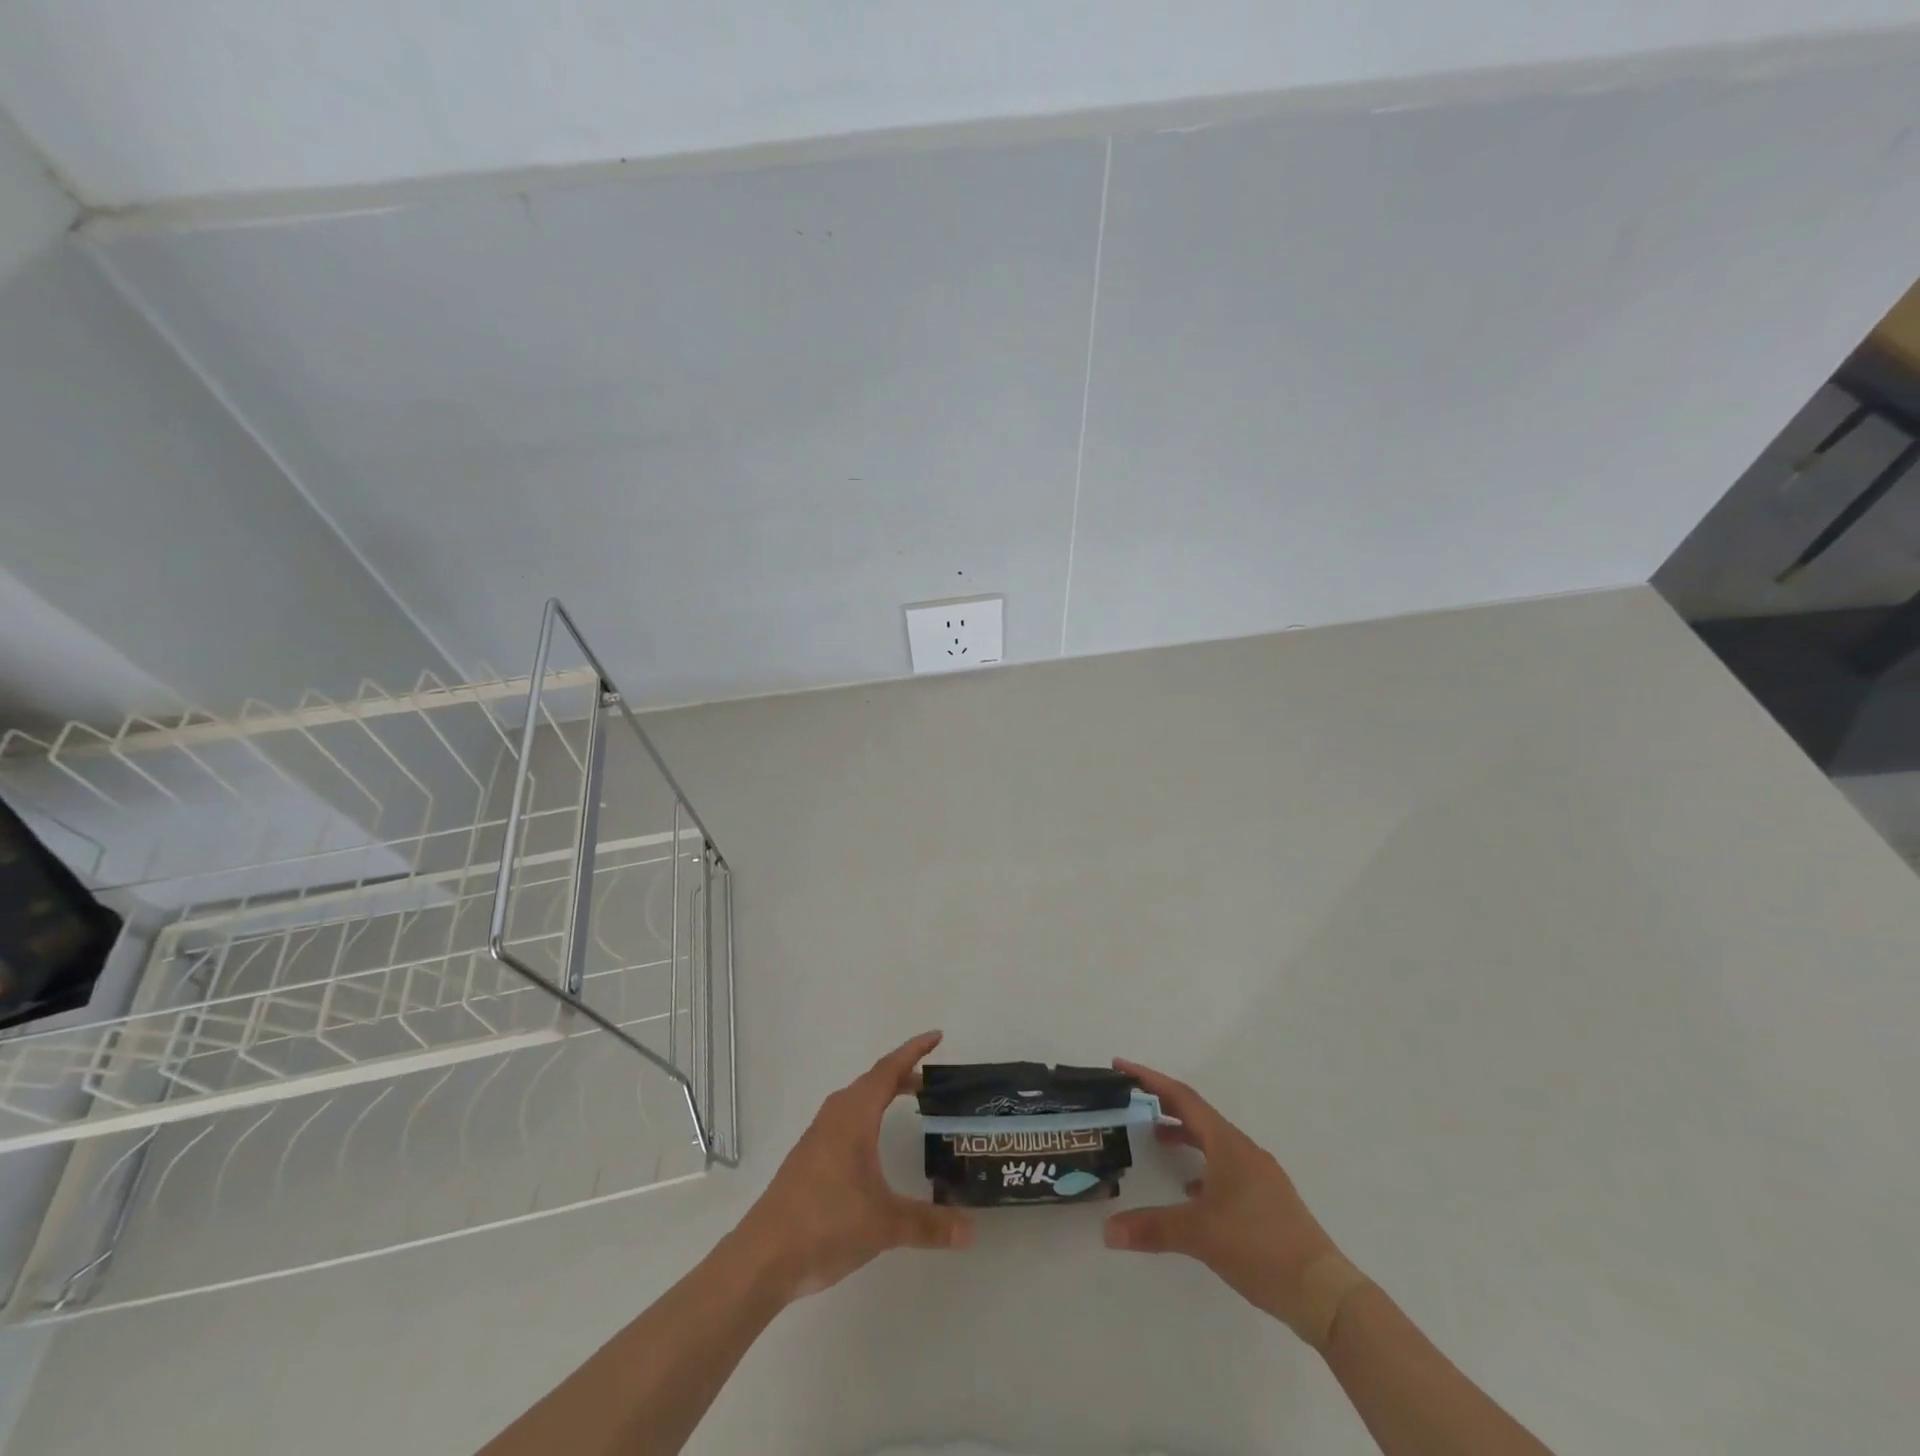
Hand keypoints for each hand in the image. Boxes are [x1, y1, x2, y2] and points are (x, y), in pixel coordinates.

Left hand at [732, 1031, 972, 1302]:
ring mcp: (818, 1137)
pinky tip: (873, 1144)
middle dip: (902, 1075)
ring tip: (909, 1104)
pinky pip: (845, 1120)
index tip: (937, 1036)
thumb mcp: (884, 1224)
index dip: (913, 1051)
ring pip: (856, 1101)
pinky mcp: (809, 1158)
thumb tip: (971, 1230)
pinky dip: (867, 1116)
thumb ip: (929, 1224)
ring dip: (882, 1095)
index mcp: (854, 1116)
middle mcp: (835, 1117)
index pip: (888, 1070)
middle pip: (872, 1082)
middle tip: (932, 1082)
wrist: (764, 1257)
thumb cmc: (826, 1224)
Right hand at [1104, 1059, 1353, 1344]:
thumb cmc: (1259, 1246)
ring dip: (1184, 1134)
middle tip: (1132, 1099)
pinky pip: (1226, 1165)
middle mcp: (1243, 1150)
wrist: (1323, 1290)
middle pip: (1197, 1114)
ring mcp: (1259, 1174)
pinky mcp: (1267, 1198)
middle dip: (1163, 1103)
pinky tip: (1190, 1190)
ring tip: (1156, 1141)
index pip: (1182, 1098)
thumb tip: (1107, 1230)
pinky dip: (1202, 1165)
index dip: (1149, 1079)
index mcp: (1227, 1144)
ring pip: (1213, 1140)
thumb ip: (1152, 1228)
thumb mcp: (1199, 1235)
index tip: (1121, 1066)